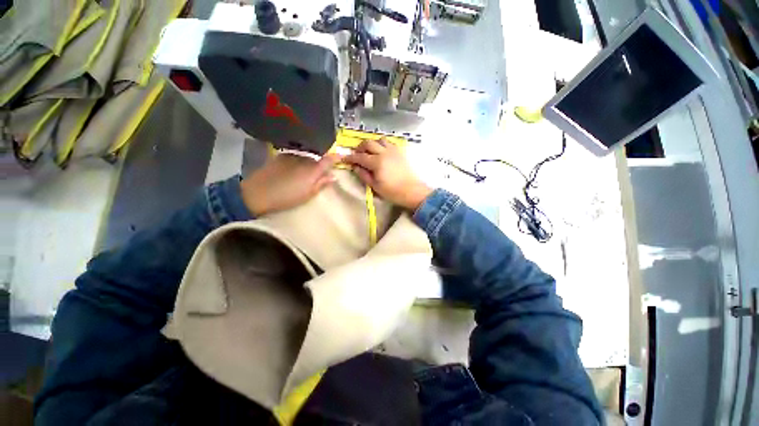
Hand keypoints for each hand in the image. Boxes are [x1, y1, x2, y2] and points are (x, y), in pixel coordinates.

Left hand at [241, 153, 340, 215]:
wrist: (257, 193)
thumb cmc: (286, 197)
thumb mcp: (308, 195)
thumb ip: (321, 184)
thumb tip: (333, 176)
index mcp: (312, 170)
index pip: (328, 160)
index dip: (336, 157)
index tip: (341, 156)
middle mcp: (303, 159)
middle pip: (317, 158)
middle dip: (321, 163)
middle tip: (320, 172)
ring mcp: (291, 156)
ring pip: (306, 157)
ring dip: (308, 162)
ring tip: (304, 172)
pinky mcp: (280, 156)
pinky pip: (295, 156)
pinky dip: (298, 160)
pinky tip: (293, 169)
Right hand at [344, 139, 431, 209]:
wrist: (411, 191)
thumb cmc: (392, 192)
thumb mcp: (375, 186)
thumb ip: (364, 175)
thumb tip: (355, 167)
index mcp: (377, 162)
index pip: (360, 156)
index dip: (350, 157)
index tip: (345, 159)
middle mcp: (384, 152)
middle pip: (368, 143)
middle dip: (360, 147)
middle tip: (357, 155)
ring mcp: (393, 151)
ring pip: (379, 139)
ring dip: (372, 144)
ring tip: (369, 152)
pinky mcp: (400, 152)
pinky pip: (389, 143)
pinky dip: (382, 144)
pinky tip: (381, 152)